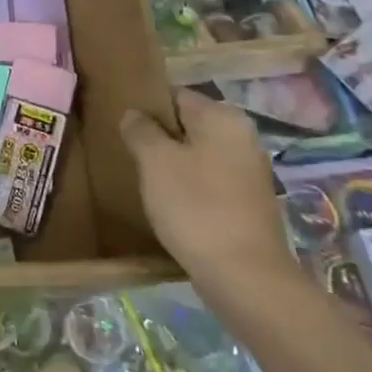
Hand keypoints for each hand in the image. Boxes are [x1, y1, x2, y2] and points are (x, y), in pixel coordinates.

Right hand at [123, 90, 293, 294]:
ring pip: (198, 154)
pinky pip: (209, 181)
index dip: (146, 108)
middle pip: (188, 125)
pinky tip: (169, 203)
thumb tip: (134, 114)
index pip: (175, 95)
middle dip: (159, 137)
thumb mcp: (154, 161)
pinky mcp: (249, 202)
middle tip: (129, 153)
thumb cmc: (195, 206)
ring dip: (172, 163)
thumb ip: (140, 130)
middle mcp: (243, 137)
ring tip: (144, 179)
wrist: (244, 276)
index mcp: (223, 118)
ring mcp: (249, 171)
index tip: (122, 126)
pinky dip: (189, 186)